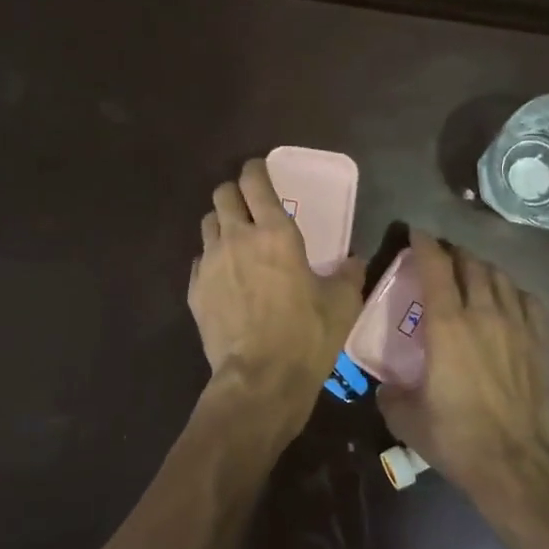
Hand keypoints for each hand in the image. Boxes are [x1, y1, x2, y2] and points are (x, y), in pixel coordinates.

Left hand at [189, 159, 363, 426]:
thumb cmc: (306, 335)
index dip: (256, 169)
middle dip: (234, 193)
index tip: (259, 170)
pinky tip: (224, 277)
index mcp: (275, 233)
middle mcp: (236, 238)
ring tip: (234, 241)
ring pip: (207, 224)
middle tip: (248, 206)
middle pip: (222, 194)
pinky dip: (210, 260)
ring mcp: (210, 263)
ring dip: (221, 224)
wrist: (260, 378)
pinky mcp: (194, 290)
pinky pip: (198, 260)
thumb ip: (349, 274)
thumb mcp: (342, 303)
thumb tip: (354, 262)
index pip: (255, 182)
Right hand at [378, 230, 548, 502]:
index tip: (416, 233)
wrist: (517, 464)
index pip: (435, 268)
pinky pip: (530, 302)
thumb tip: (386, 387)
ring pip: (502, 278)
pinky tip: (510, 300)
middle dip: (454, 253)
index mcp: (447, 325)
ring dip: (484, 268)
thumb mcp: (406, 419)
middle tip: (442, 255)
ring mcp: (518, 327)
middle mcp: (484, 314)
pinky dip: (515, 292)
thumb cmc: (456, 438)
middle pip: (471, 265)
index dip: (424, 245)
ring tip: (474, 272)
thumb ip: (390, 395)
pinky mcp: (541, 344)